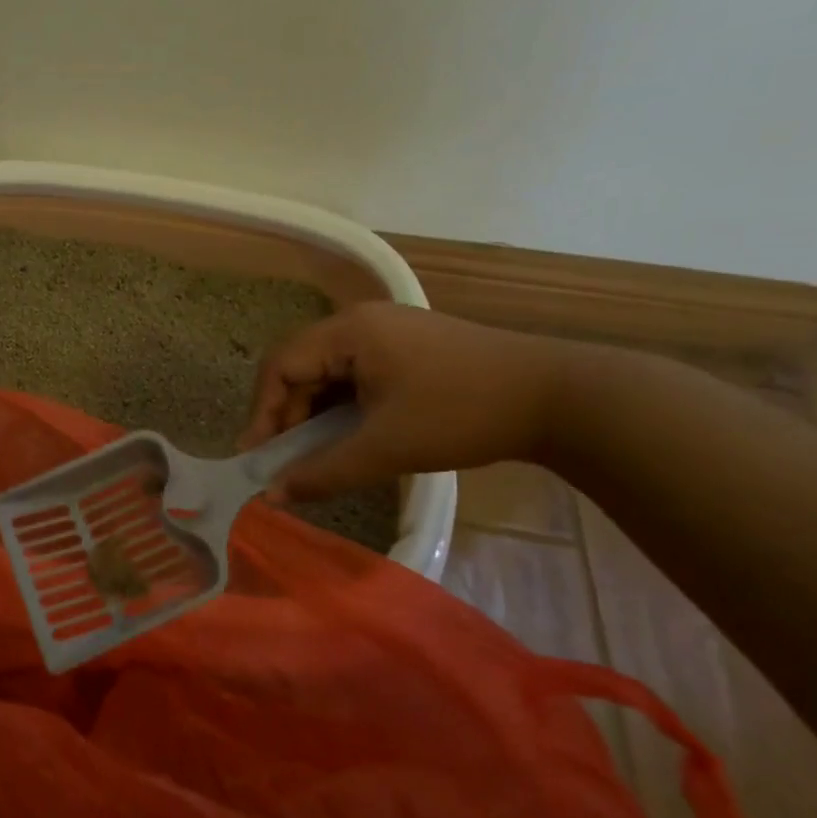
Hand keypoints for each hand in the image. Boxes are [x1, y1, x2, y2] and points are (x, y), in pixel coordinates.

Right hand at [239, 302, 570, 500]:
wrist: (559, 397)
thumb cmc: (462, 414)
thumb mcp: (387, 448)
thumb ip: (324, 471)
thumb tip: (271, 496)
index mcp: (348, 331)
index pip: (281, 366)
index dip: (263, 412)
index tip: (257, 456)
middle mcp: (360, 321)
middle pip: (301, 366)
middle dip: (287, 415)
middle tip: (284, 460)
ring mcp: (387, 331)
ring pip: (328, 372)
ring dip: (315, 413)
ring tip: (314, 453)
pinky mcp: (408, 347)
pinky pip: (356, 374)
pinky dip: (343, 406)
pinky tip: (349, 435)